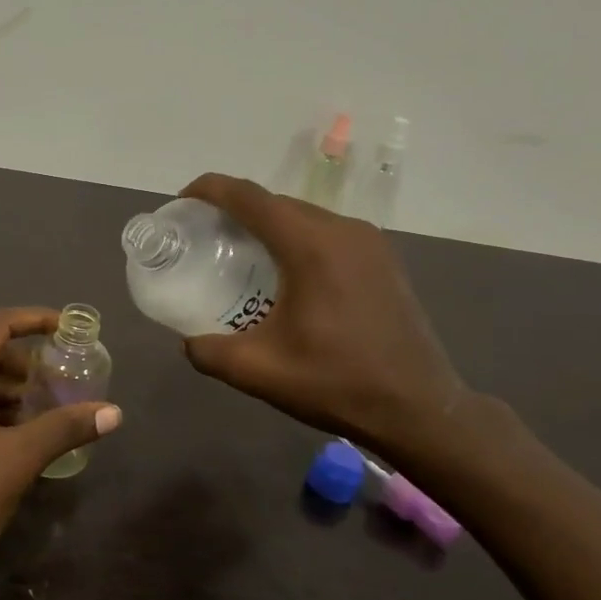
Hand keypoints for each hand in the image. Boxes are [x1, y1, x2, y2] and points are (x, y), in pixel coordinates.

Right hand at [178, 173, 473, 463]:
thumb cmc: (336, 384)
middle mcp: (343, 230)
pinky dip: (296, 241)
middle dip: (234, 212)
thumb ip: (209, 351)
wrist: (419, 409)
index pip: (248, 197)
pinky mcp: (383, 260)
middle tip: (203, 240)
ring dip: (267, 227)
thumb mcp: (258, 371)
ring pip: (303, 217)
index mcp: (311, 245)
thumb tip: (189, 341)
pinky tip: (284, 277)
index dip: (209, 190)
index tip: (181, 205)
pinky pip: (327, 235)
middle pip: (275, 203)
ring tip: (239, 257)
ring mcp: (369, 243)